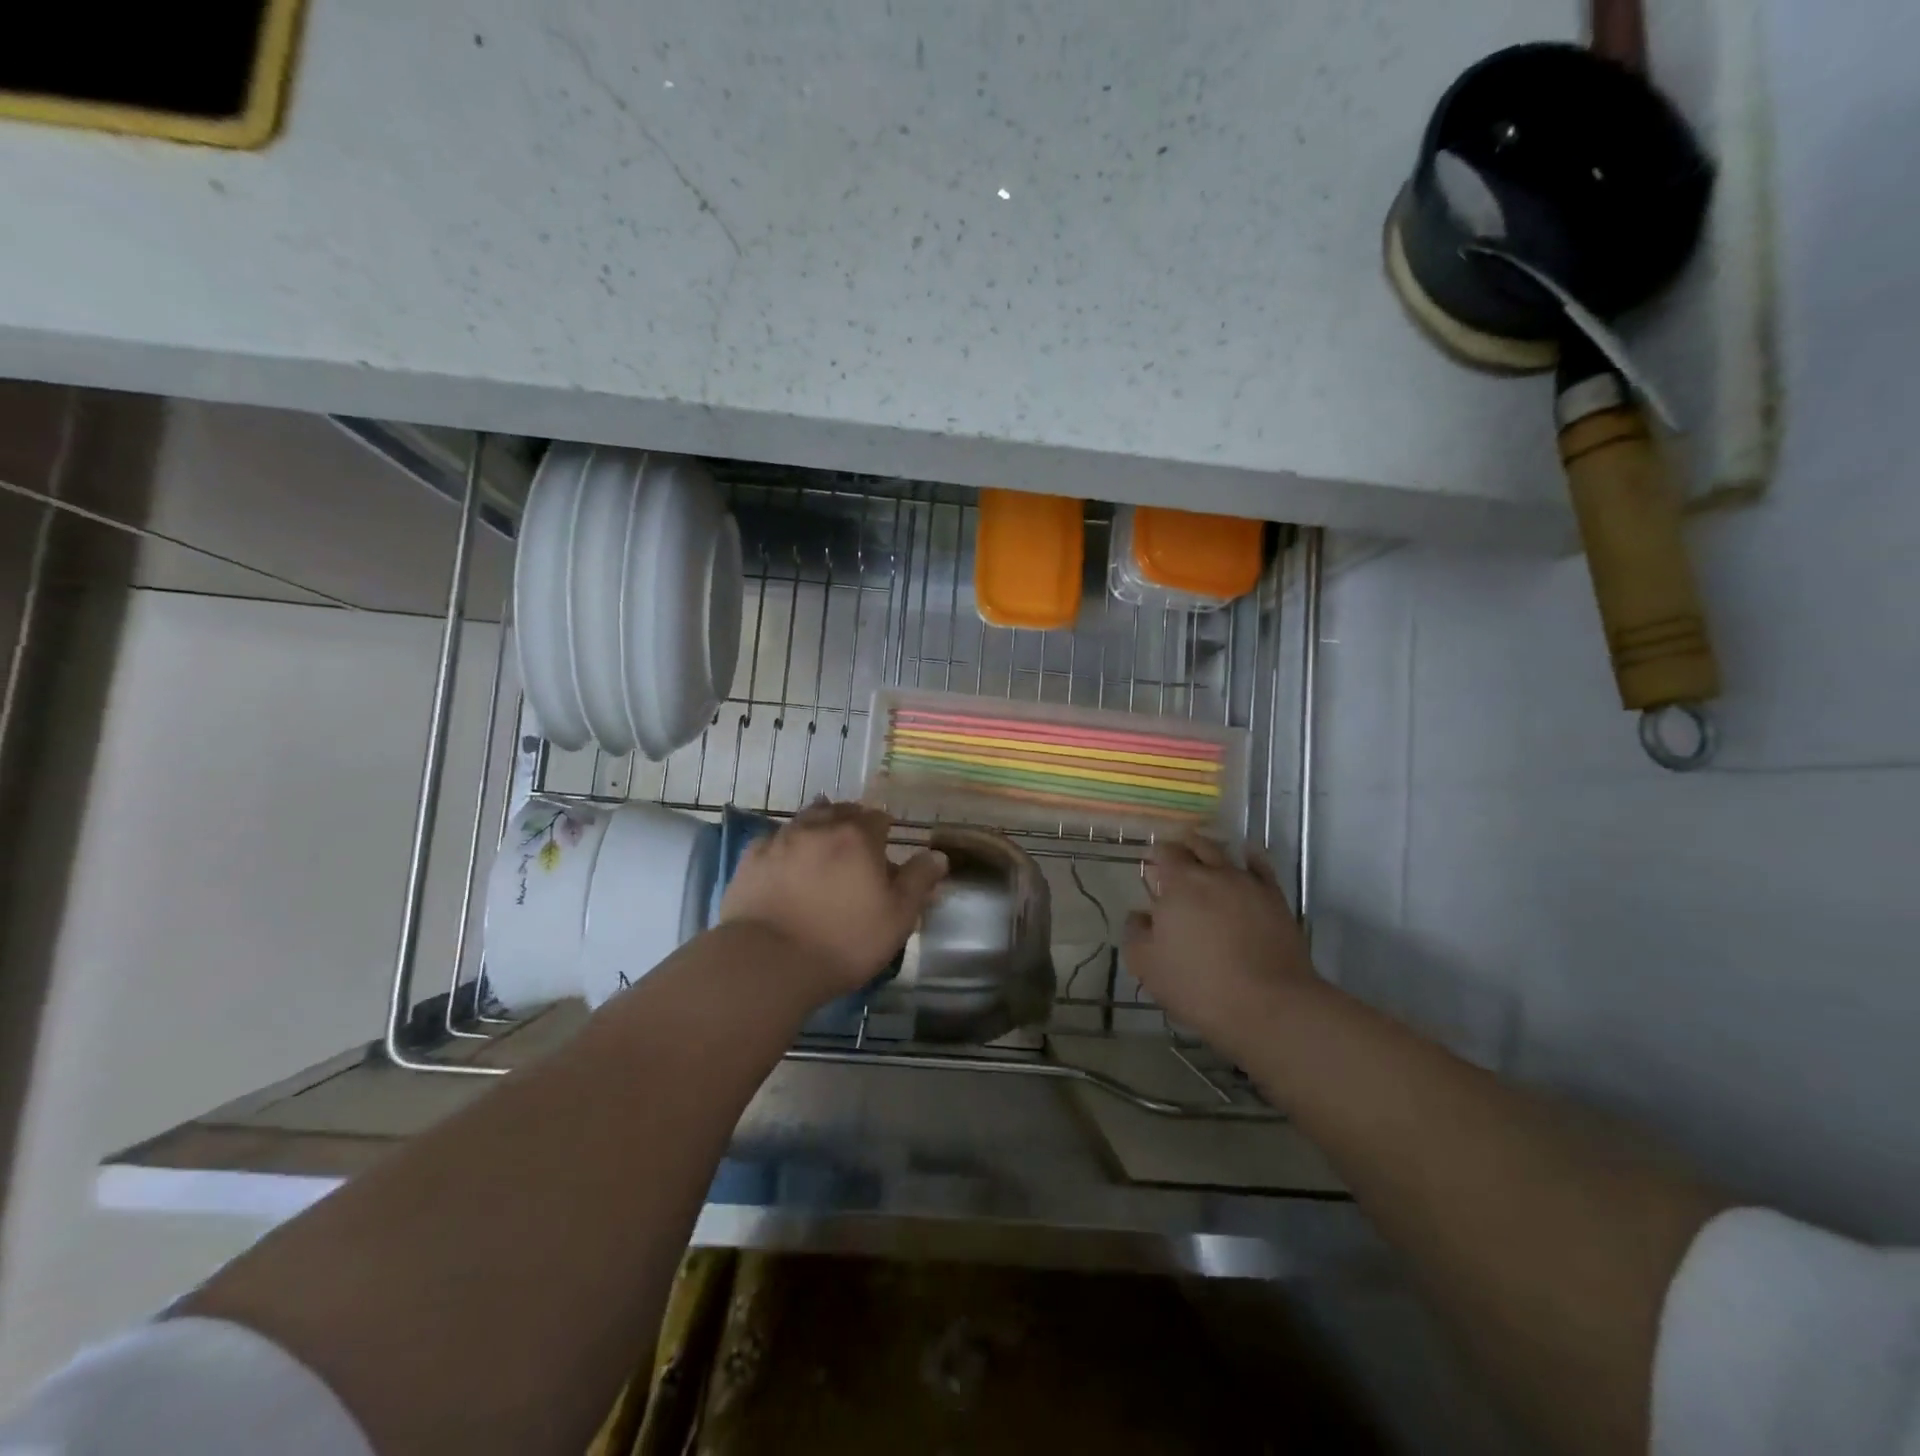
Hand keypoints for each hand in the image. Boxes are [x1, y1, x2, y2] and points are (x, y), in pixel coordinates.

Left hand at [718, 801, 947, 1003]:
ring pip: (805, 820)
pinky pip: (774, 841)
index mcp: (858, 836)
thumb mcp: (897, 918)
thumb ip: (918, 881)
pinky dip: (785, 847)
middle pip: (840, 811)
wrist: (766, 962)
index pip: (878, 818)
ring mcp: (780, 839)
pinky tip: (785, 865)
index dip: (885, 832)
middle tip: (856, 850)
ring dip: (818, 829)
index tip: (886, 852)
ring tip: (823, 851)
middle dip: (851, 824)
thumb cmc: (842, 941)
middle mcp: (819, 827)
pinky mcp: (750, 859)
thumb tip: (938, 855)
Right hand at [1124, 834, 1317, 1060]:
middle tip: (1176, 860)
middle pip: (1196, 845)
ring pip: (1227, 853)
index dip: (1157, 856)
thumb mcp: (1147, 966)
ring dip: (1212, 851)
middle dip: (1183, 848)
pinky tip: (1246, 862)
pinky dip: (1250, 859)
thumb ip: (1136, 934)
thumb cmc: (1199, 985)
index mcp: (1179, 884)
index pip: (1165, 852)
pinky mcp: (1276, 899)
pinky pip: (1261, 867)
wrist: (1269, 1005)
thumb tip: (1140, 916)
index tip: (1152, 868)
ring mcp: (1248, 884)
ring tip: (1206, 858)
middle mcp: (1214, 873)